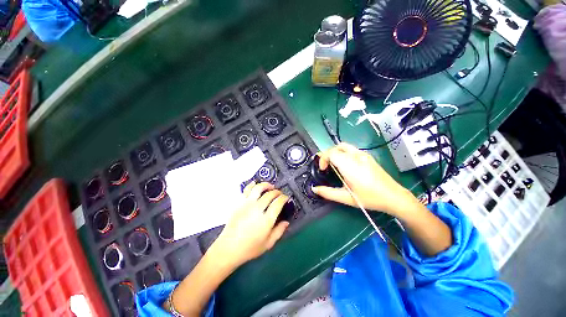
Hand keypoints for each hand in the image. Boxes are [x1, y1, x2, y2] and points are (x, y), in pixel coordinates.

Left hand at [209, 182, 289, 267]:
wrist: (228, 248)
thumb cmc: (249, 248)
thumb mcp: (268, 244)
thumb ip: (279, 232)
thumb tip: (286, 222)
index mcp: (266, 220)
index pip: (278, 203)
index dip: (284, 198)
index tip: (286, 198)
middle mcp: (257, 209)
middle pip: (270, 194)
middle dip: (277, 192)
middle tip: (279, 194)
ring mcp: (247, 204)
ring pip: (259, 188)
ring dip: (266, 185)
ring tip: (270, 186)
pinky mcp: (239, 203)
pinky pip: (246, 190)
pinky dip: (252, 185)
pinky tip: (256, 184)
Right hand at [313, 143, 417, 215]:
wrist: (393, 196)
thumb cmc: (370, 198)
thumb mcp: (346, 198)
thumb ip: (328, 193)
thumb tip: (314, 189)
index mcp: (350, 166)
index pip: (331, 153)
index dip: (323, 159)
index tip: (323, 169)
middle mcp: (356, 156)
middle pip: (336, 147)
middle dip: (328, 154)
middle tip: (326, 166)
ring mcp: (363, 155)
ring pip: (344, 146)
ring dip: (335, 152)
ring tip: (334, 164)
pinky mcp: (367, 156)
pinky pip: (351, 149)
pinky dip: (343, 153)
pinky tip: (345, 165)